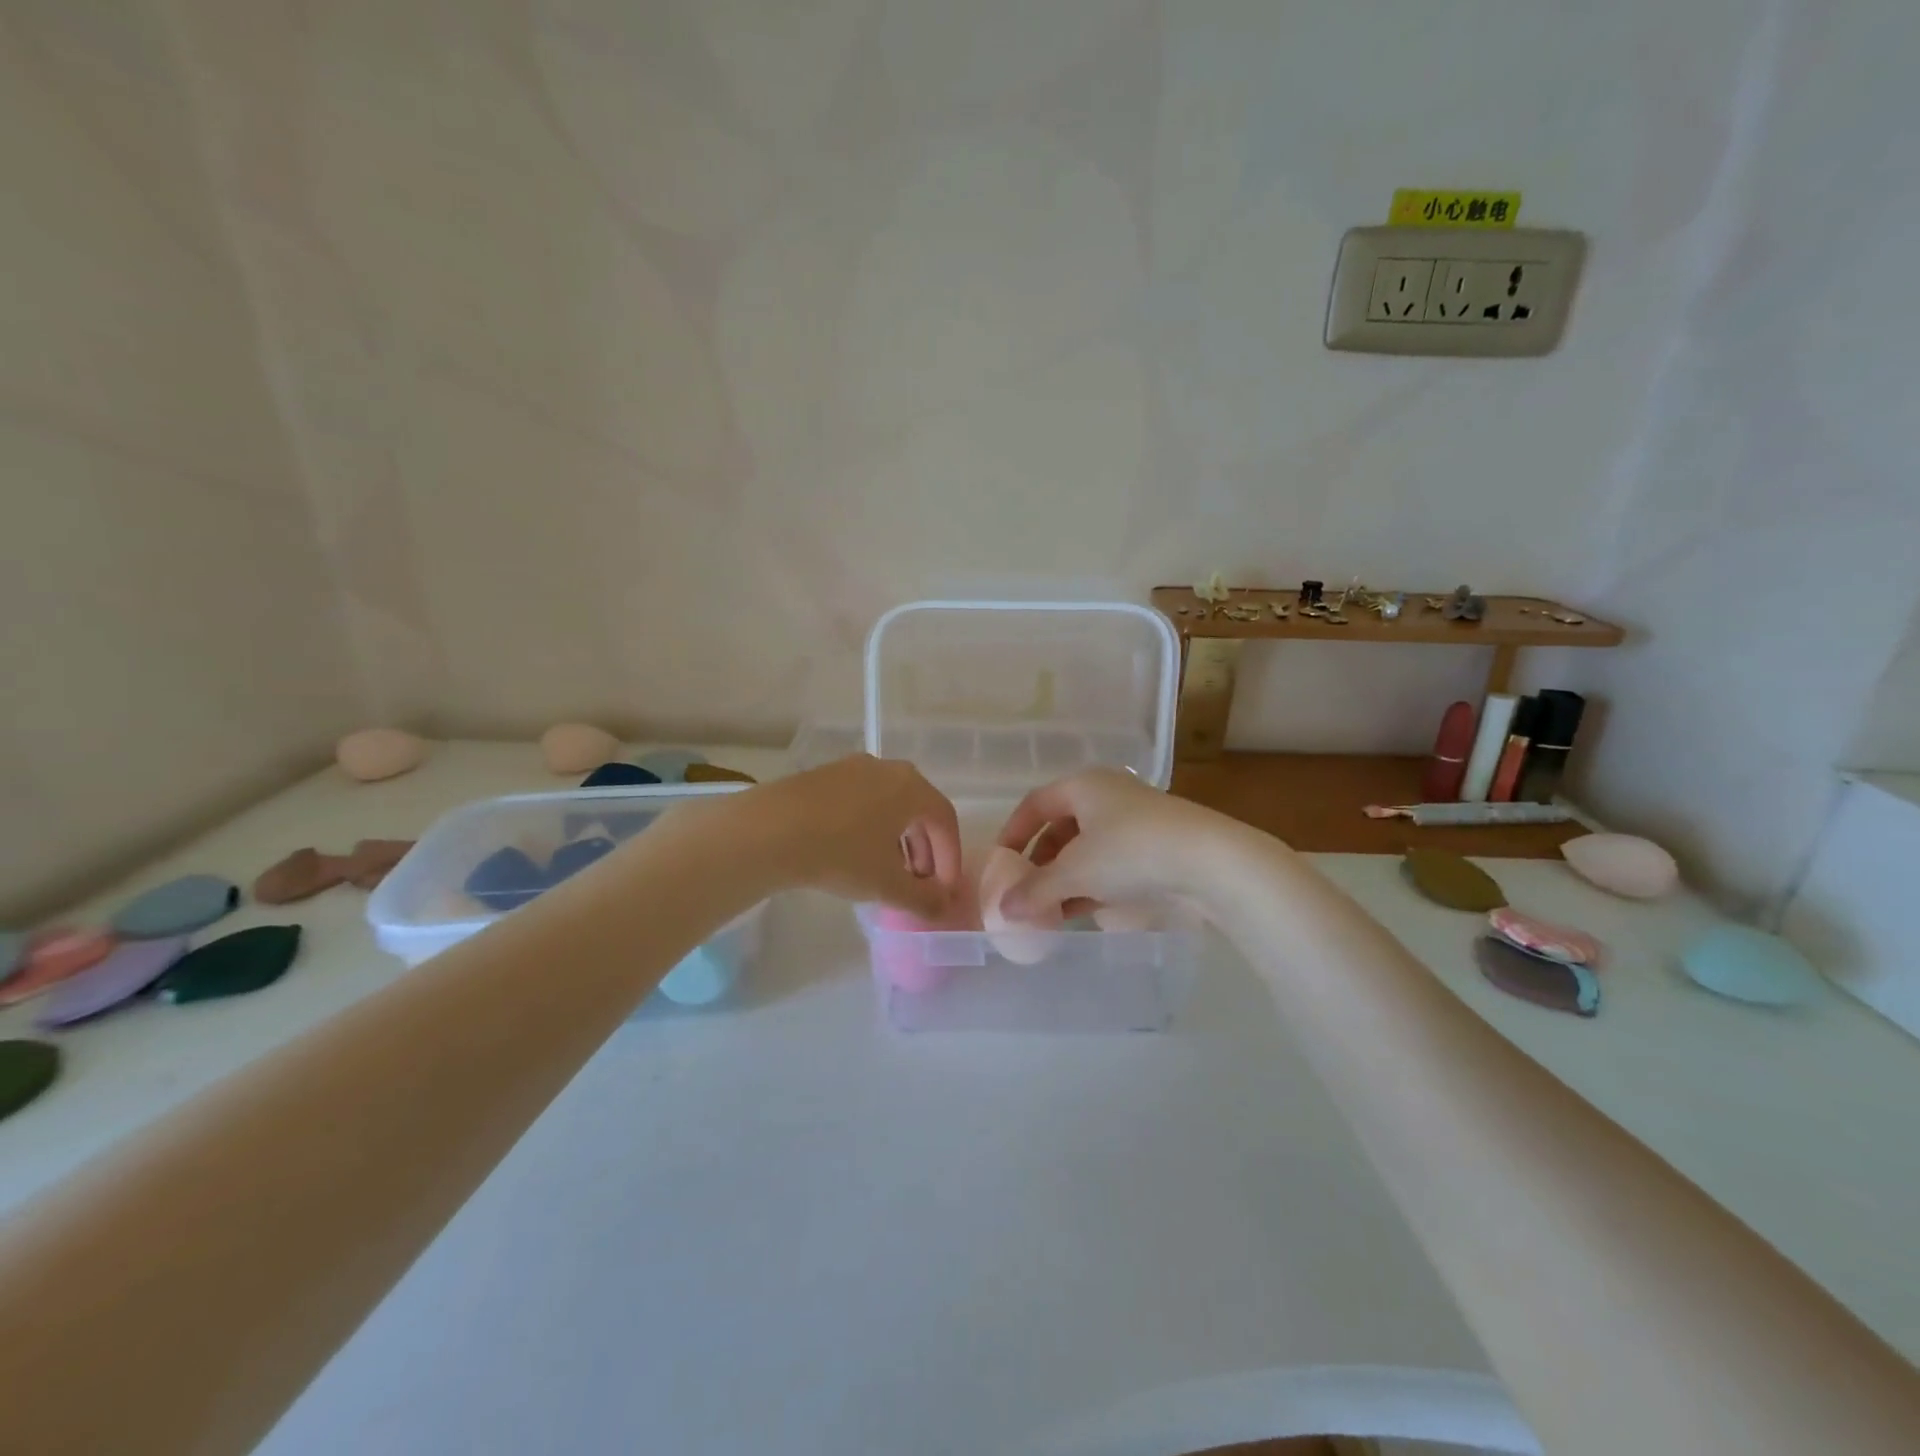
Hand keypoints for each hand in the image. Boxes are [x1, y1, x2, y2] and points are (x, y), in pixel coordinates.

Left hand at [736, 755, 961, 918]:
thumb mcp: (887, 884)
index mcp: (912, 787)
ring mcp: (854, 768)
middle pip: (919, 811)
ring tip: (888, 874)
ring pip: (890, 806)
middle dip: (925, 851)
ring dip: (898, 841)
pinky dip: (871, 828)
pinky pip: (863, 802)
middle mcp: (888, 769)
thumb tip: (943, 908)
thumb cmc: (840, 854)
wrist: (769, 831)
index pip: (946, 822)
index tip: (943, 892)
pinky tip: (856, 855)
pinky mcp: (825, 776)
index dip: (950, 859)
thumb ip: (923, 899)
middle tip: (919, 884)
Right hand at [993, 768, 1233, 922]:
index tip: (1000, 863)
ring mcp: (1135, 823)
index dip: (1014, 832)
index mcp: (1084, 786)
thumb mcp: (1076, 872)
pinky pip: (1110, 864)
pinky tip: (1082, 911)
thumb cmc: (1132, 852)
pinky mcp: (1156, 849)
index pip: (1035, 804)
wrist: (1211, 863)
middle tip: (1025, 891)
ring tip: (1049, 909)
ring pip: (1087, 849)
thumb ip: (1035, 890)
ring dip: (1065, 877)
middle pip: (1061, 827)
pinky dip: (1091, 884)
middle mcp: (1107, 797)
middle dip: (1040, 861)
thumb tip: (1002, 908)